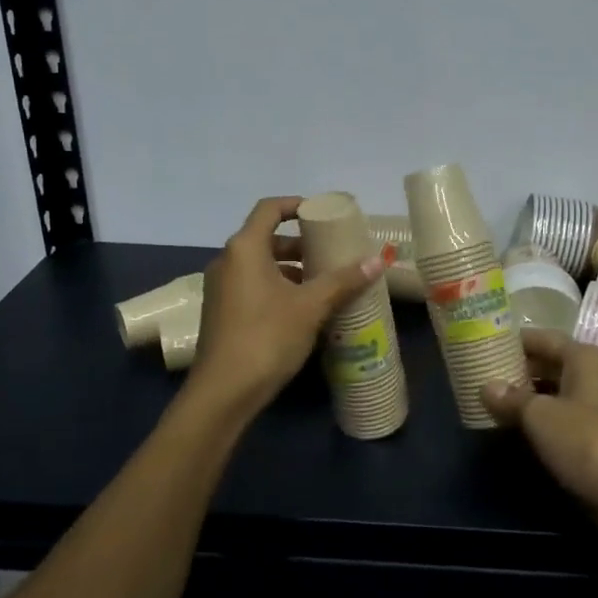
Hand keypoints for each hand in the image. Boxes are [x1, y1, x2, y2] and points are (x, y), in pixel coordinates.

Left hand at [187, 196, 384, 416]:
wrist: (223, 392)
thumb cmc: (267, 337)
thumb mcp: (311, 307)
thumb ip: (343, 281)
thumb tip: (376, 261)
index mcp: (244, 249)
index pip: (269, 209)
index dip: (296, 205)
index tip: (321, 213)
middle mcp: (227, 262)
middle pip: (265, 238)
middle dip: (299, 243)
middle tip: (329, 253)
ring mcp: (220, 289)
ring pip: (259, 266)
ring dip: (289, 269)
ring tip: (322, 283)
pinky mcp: (221, 312)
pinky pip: (251, 286)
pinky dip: (276, 287)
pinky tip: (302, 309)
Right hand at [483, 328, 597, 521]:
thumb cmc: (585, 442)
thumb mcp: (539, 416)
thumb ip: (511, 398)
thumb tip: (486, 386)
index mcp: (584, 358)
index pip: (542, 338)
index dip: (512, 340)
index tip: (482, 344)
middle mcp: (594, 374)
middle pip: (548, 362)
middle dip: (516, 367)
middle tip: (480, 371)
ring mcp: (597, 404)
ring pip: (553, 389)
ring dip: (525, 393)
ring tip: (490, 397)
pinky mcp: (596, 432)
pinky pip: (560, 413)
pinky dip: (538, 415)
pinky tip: (513, 423)